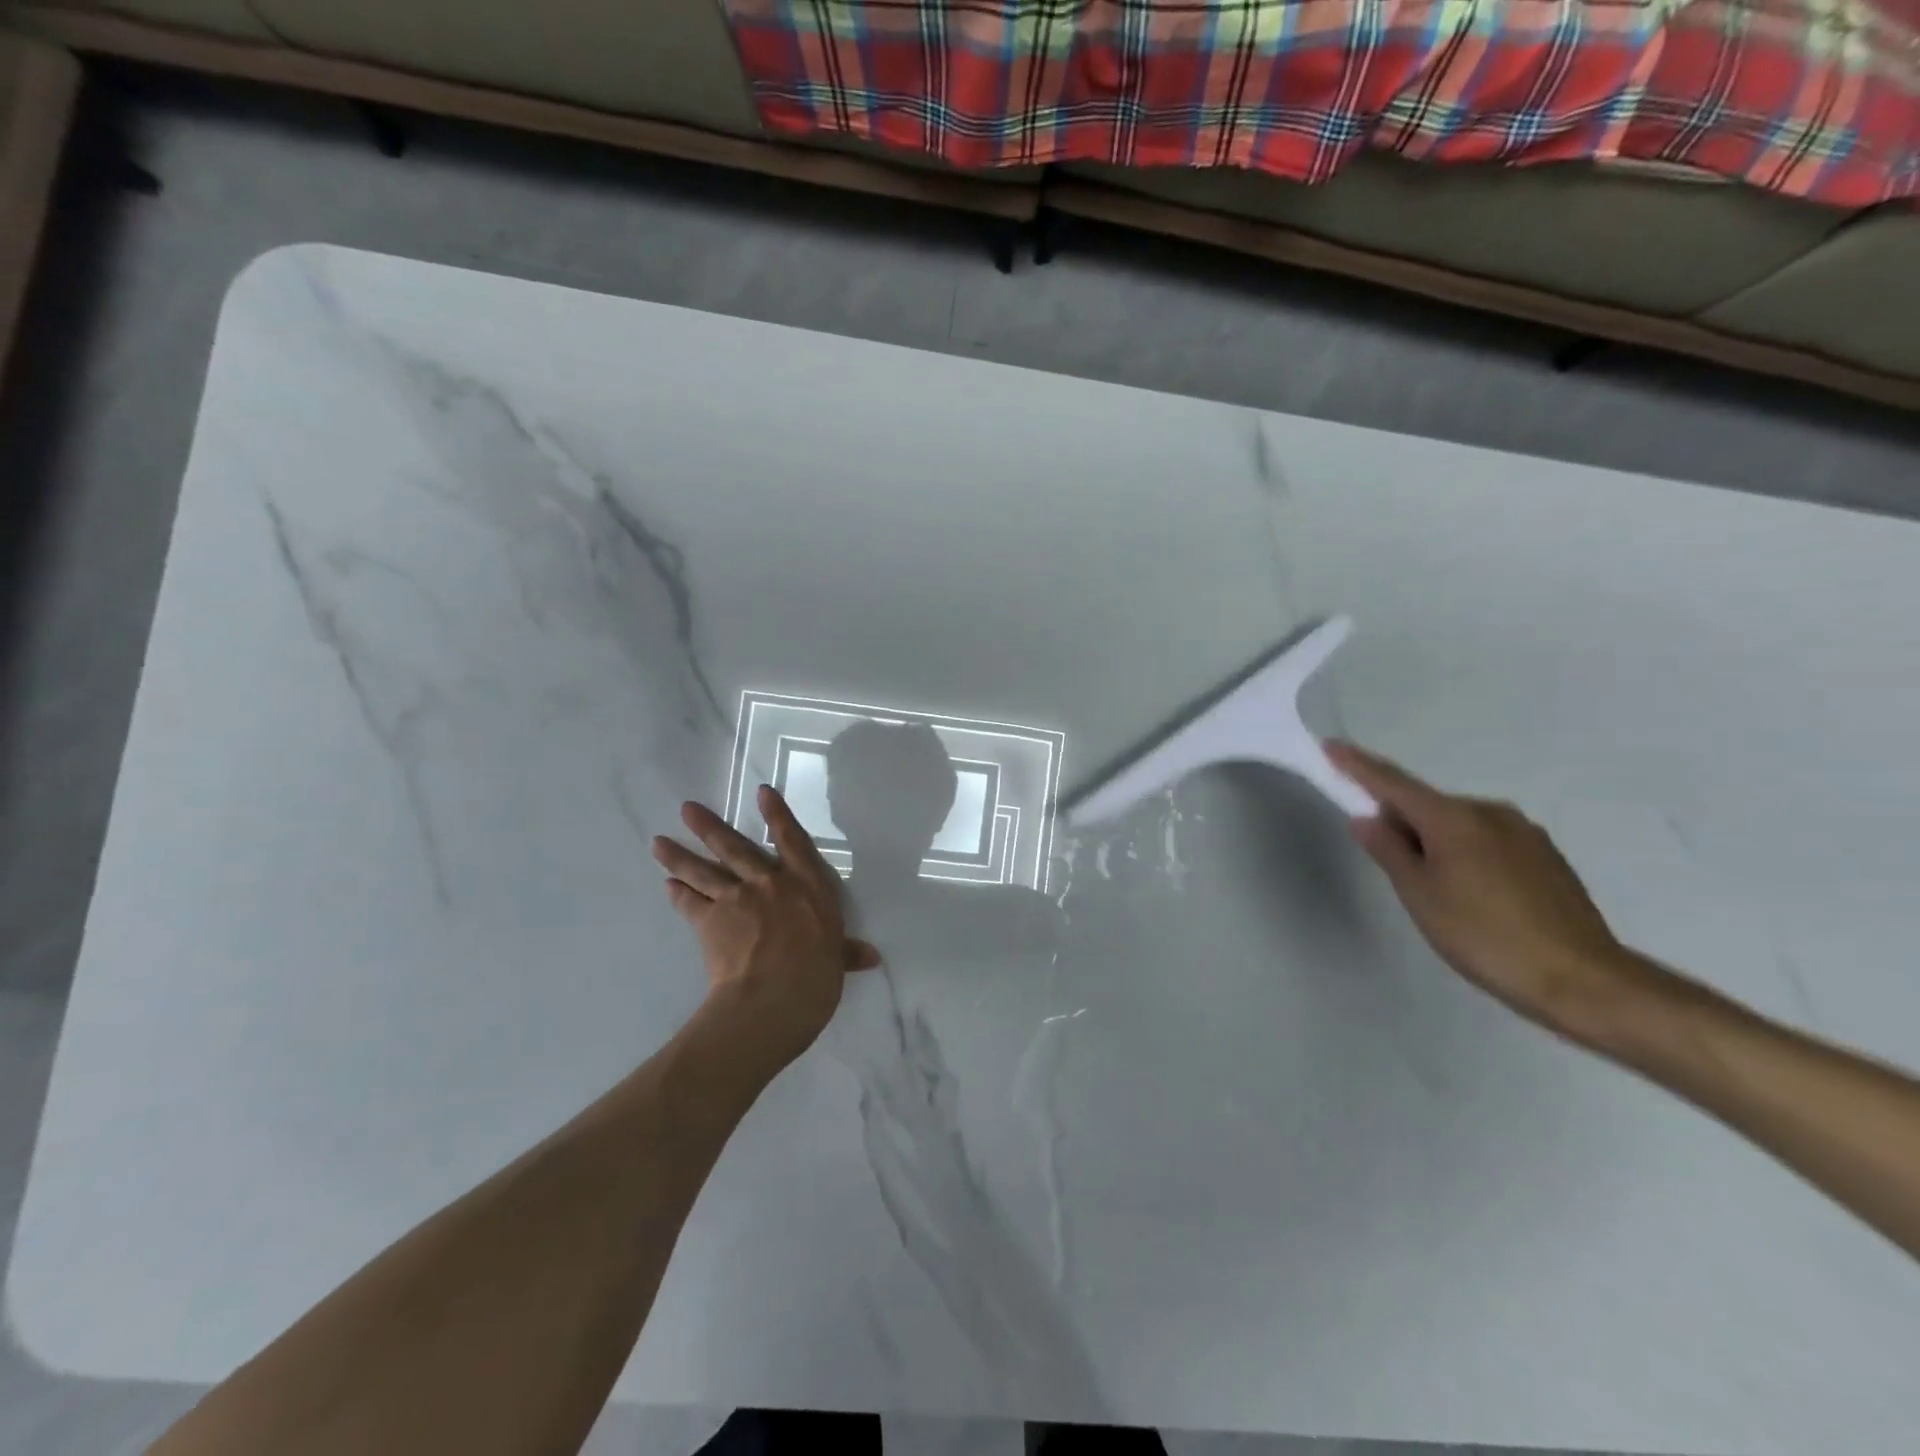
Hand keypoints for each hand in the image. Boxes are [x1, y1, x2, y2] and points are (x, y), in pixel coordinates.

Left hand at [652, 787, 880, 1063]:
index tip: (761, 792)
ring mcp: (736, 899)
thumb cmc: (817, 975)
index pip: (791, 840)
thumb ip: (847, 953)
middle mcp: (769, 883)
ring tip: (658, 842)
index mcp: (807, 885)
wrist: (774, 997)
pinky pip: (690, 903)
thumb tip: (871, 957)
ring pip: (704, 871)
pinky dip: (678, 894)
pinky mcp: (710, 922)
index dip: (777, 814)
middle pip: (735, 848)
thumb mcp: (837, 960)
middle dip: (709, 827)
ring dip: (679, 856)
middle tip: (686, 808)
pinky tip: (667, 886)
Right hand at [1326, 741, 1650, 1043]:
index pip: (1393, 783)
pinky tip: (1471, 895)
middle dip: (1400, 819)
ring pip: (1459, 825)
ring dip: (1435, 840)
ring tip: (1433, 888)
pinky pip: (1487, 841)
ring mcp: (1524, 833)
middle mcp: (1490, 812)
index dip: (1358, 766)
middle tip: (1384, 856)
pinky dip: (1465, 854)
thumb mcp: (1420, 895)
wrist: (1583, 981)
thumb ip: (1389, 850)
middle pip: (1428, 805)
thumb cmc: (1484, 936)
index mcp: (1453, 818)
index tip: (1331, 747)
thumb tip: (1366, 817)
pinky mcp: (1546, 857)